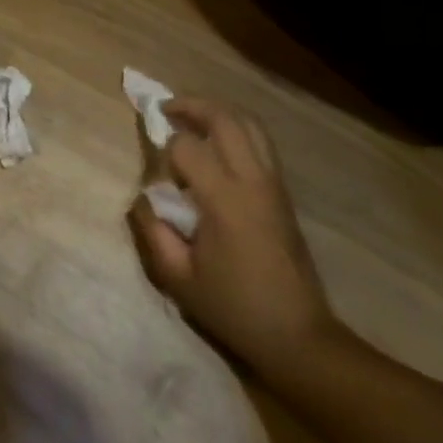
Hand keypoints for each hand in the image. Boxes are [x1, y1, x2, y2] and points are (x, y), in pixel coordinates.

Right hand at [128, 98, 341, 383]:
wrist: (298, 336)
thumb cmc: (234, 308)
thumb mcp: (178, 278)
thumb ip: (153, 231)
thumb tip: (144, 198)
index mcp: (224, 199)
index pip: (187, 147)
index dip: (163, 151)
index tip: (155, 174)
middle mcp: (253, 181)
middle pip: (225, 119)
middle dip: (191, 105)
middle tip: (165, 109)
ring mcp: (273, 184)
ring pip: (249, 124)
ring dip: (217, 112)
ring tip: (191, 118)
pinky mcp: (283, 193)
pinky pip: (260, 143)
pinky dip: (235, 130)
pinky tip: (216, 145)